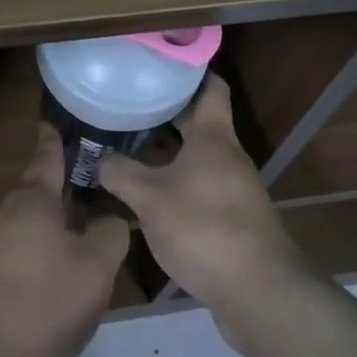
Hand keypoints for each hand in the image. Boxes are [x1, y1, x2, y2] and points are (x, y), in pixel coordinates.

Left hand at [0, 125, 129, 356]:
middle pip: (40, 189)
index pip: (47, 155)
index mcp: (33, 199)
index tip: (60, 120)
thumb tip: (110, 220)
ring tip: (88, 225)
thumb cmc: (42, 302)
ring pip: (32, 220)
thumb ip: (110, 234)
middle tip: (97, 181)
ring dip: (57, 220)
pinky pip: (23, 247)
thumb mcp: (95, 268)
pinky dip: (45, 247)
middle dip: (66, 185)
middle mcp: (8, 212)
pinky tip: (62, 268)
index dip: (56, 137)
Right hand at [99, 75, 308, 317]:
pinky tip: (146, 192)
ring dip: (167, 150)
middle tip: (128, 102)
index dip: (189, 72)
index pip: (210, 88)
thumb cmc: (204, 228)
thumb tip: (97, 157)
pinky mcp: (231, 218)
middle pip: (198, 122)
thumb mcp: (150, 198)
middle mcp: (228, 157)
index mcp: (214, 138)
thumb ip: (120, 173)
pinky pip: (198, 185)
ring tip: (128, 144)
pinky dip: (174, 180)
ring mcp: (232, 189)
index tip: (160, 63)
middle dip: (165, 112)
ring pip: (196, 156)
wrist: (258, 293)